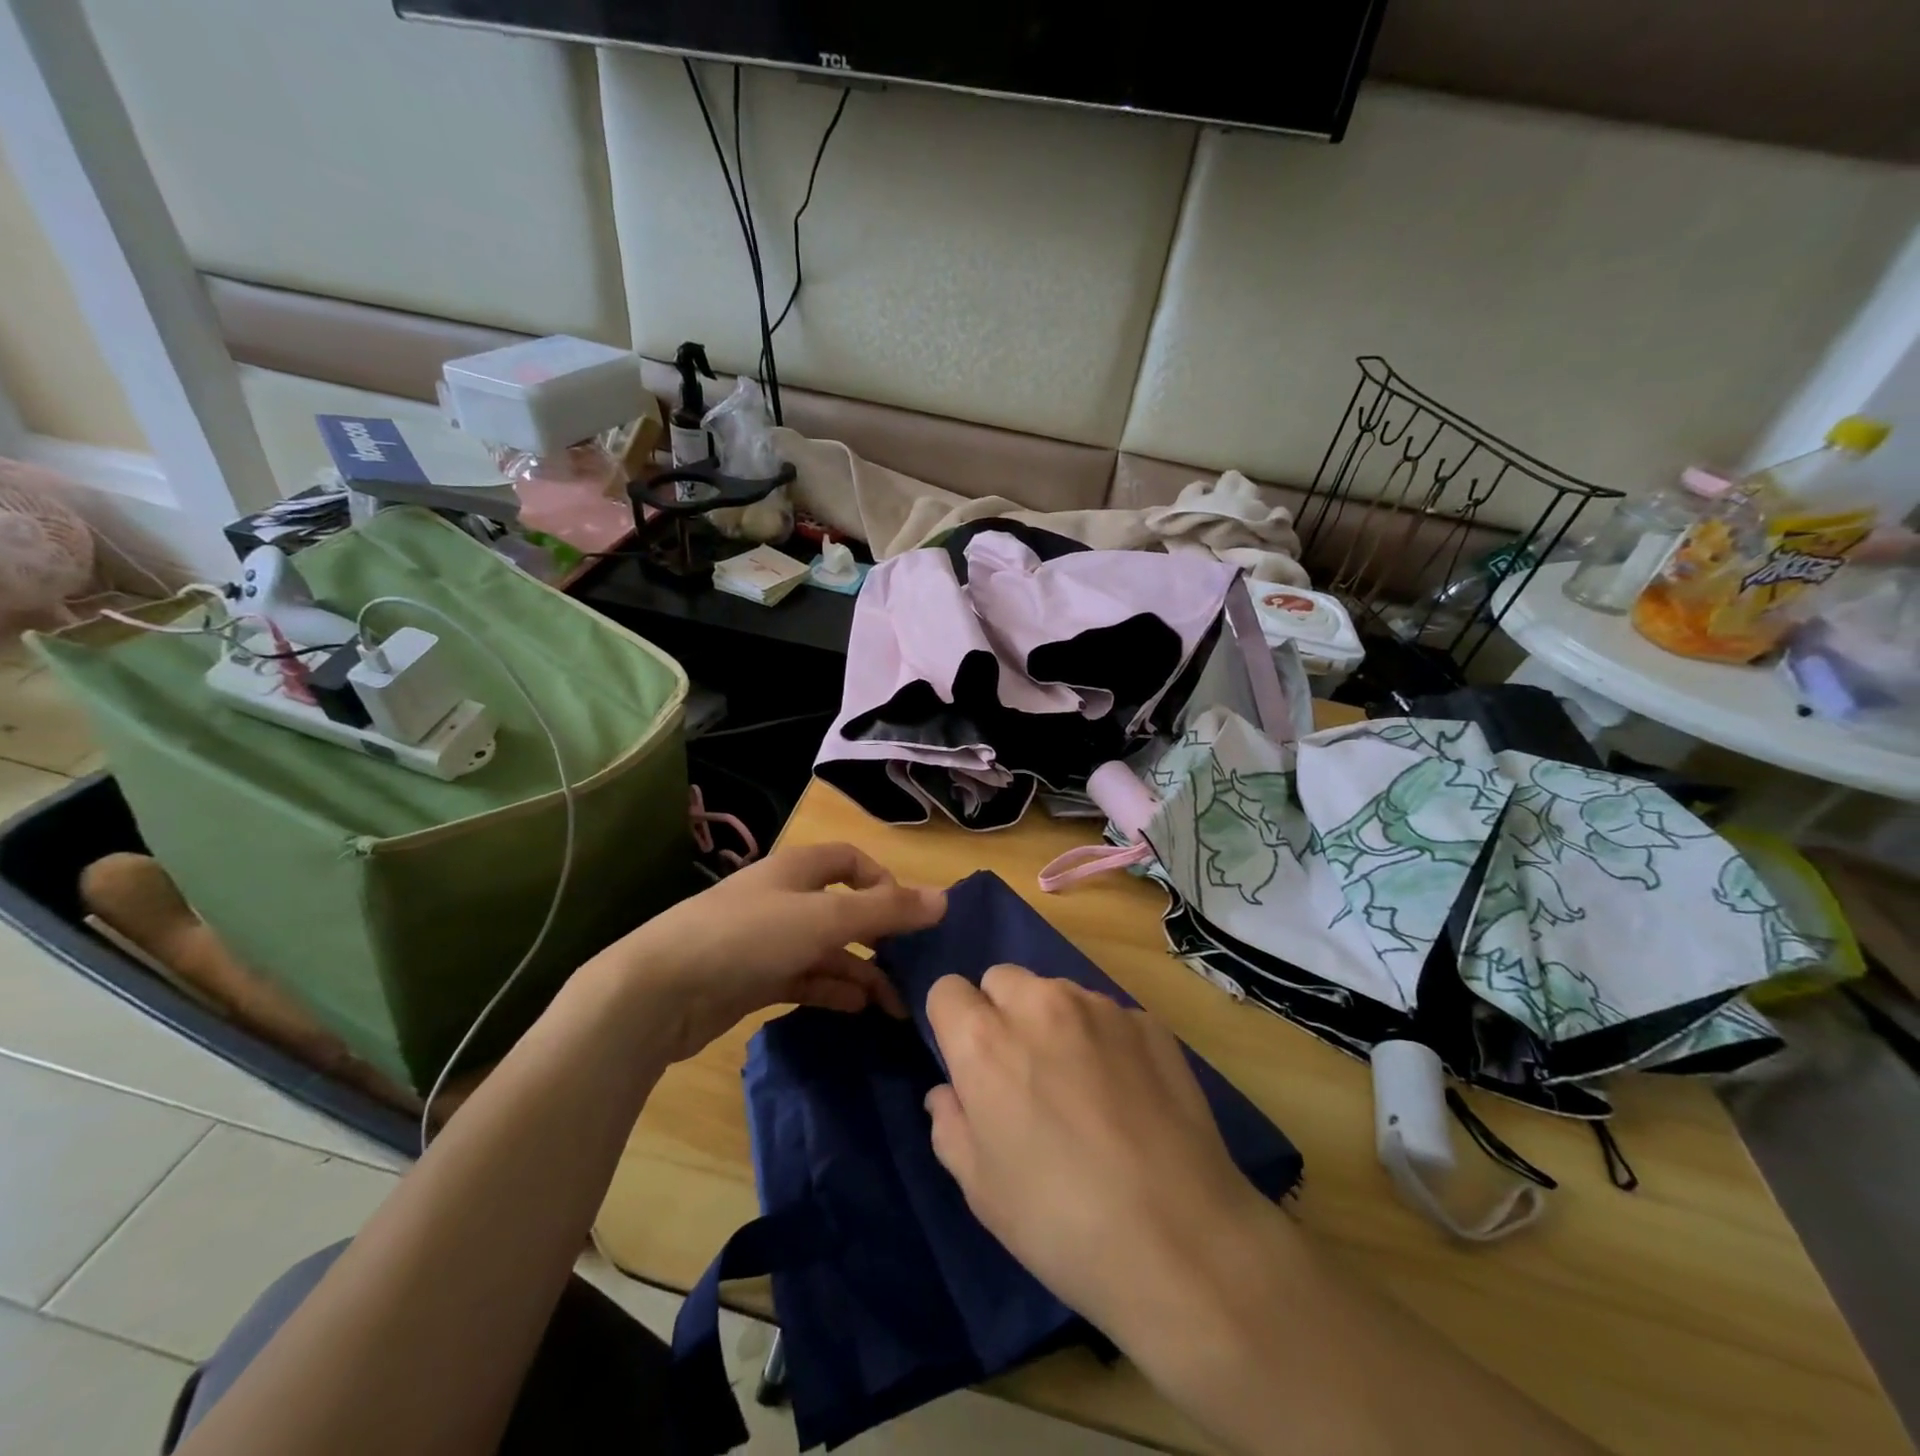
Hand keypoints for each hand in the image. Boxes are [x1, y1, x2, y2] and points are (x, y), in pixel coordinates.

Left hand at [590, 842, 945, 1063]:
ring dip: (861, 972)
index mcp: (797, 870)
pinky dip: (832, 990)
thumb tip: (945, 899)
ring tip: (895, 1004)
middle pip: (843, 909)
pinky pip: (805, 979)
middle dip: (878, 935)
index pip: (850, 861)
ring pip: (826, 950)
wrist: (657, 992)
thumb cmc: (747, 938)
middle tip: (911, 967)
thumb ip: (886, 911)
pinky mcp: (753, 979)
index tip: (907, 915)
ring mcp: (766, 941)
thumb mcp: (825, 919)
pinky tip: (857, 1008)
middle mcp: (783, 899)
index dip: (883, 881)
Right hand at [923, 965, 1269, 1342]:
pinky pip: (1108, 1016)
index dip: (953, 1025)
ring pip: (1056, 992)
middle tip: (1023, 1074)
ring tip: (1080, 1087)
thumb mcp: (981, 1189)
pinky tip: (1127, 1096)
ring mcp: (1100, 1007)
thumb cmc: (1059, 1222)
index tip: (969, 1065)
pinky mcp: (1148, 1022)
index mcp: (985, 1040)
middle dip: (1000, 1013)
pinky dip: (1105, 1041)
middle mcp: (1039, 1004)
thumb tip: (948, 1093)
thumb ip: (950, 1125)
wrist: (1180, 1239)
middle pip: (1001, 979)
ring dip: (1053, 1022)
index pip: (947, 990)